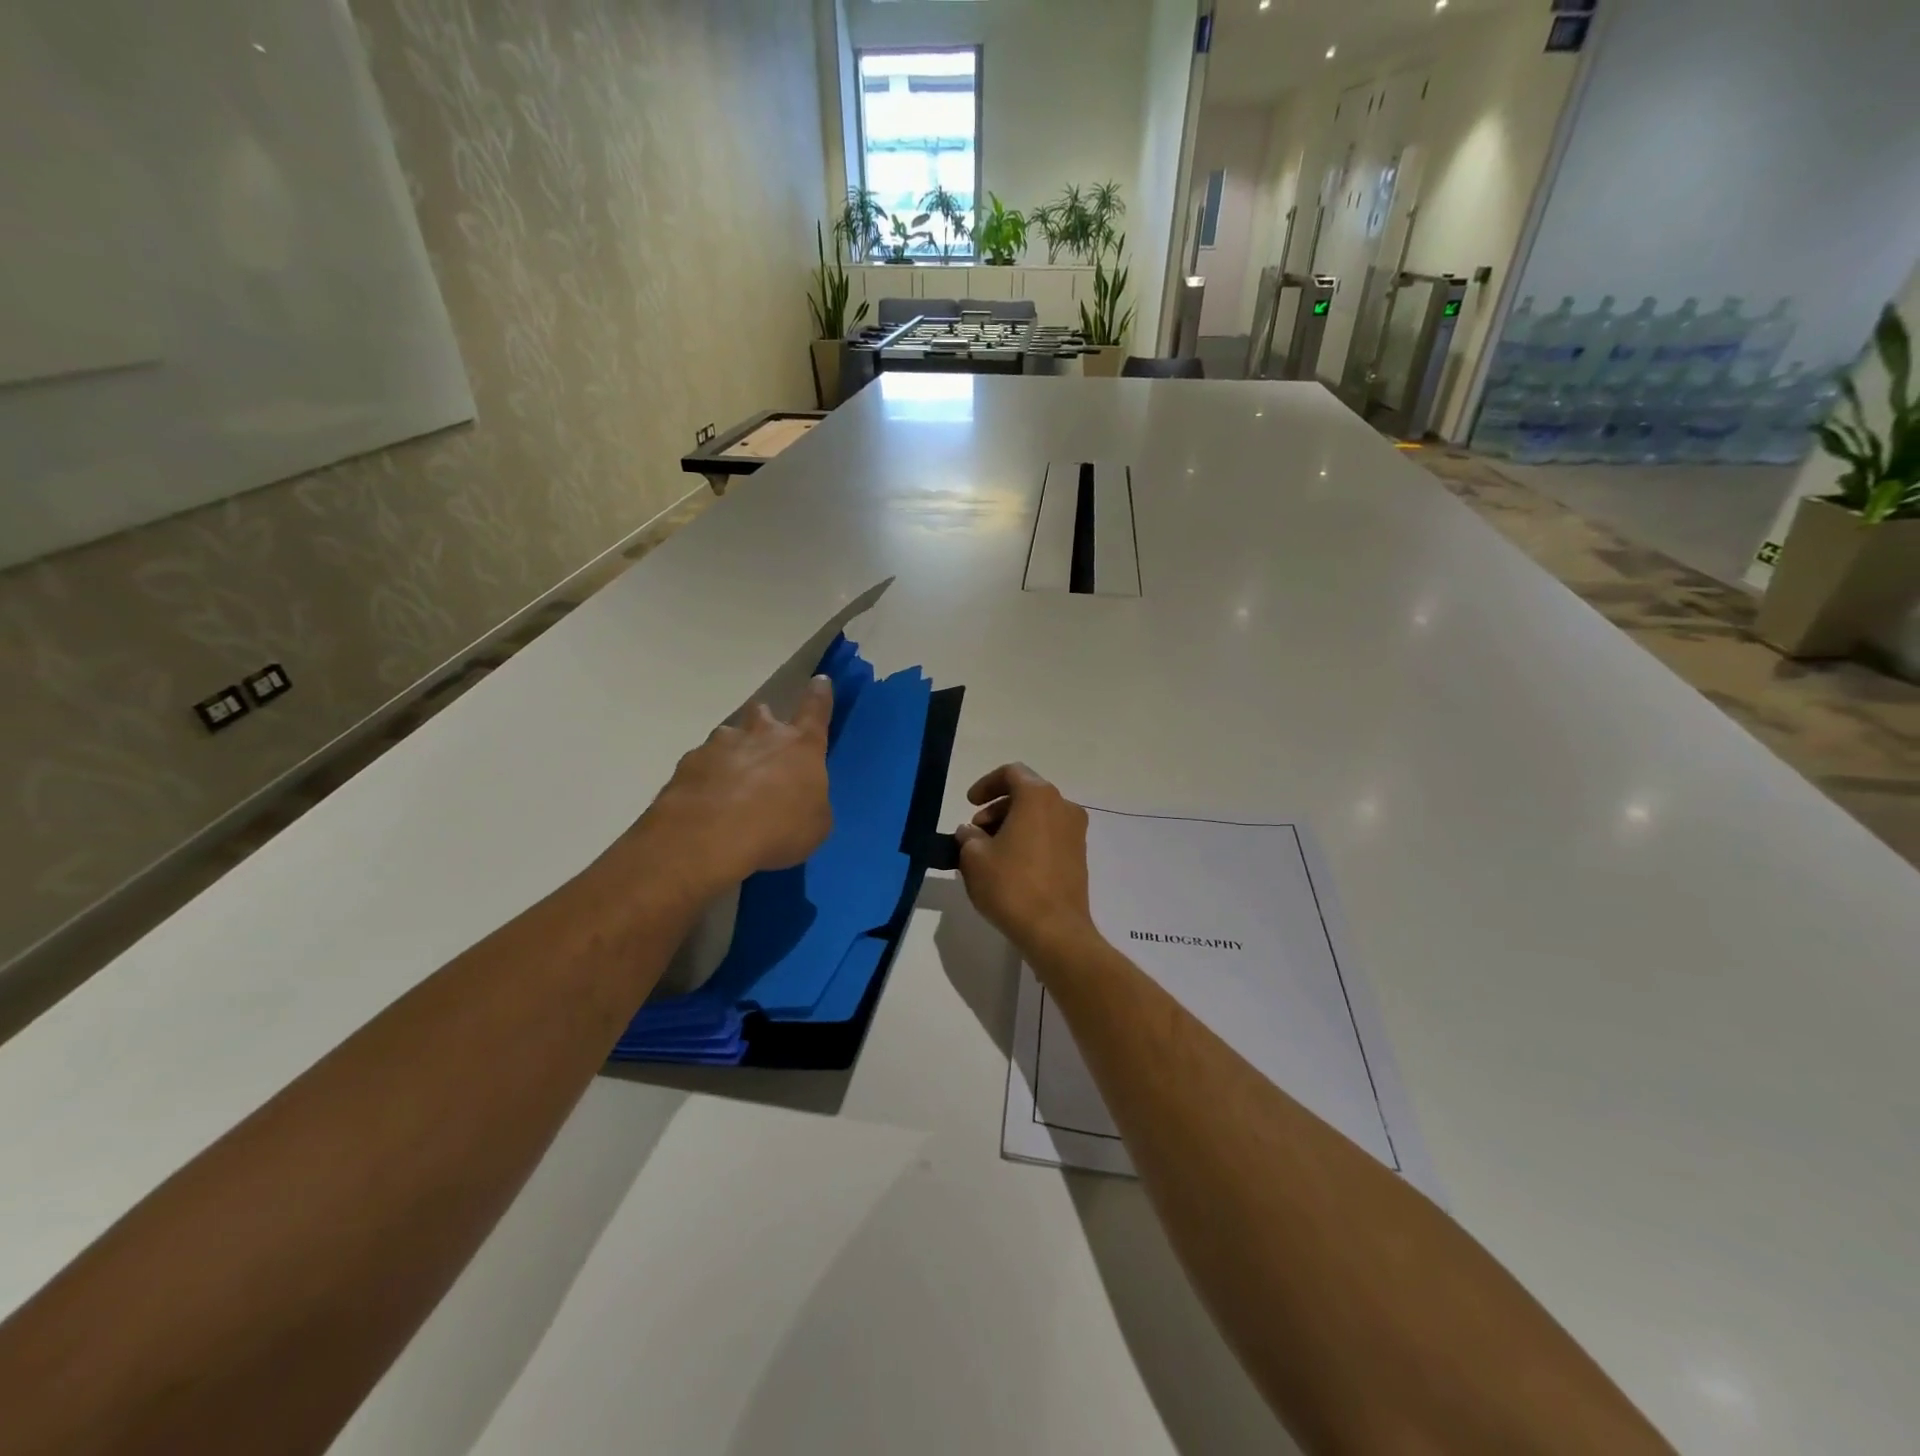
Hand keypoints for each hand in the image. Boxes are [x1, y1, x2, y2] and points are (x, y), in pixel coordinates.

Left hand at [635, 676, 834, 887]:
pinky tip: (705, 805)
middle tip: (763, 748)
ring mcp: (720, 745)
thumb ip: (810, 803)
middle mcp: (761, 735)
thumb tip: (800, 799)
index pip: (816, 709)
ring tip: (730, 788)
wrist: (708, 838)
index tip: (820, 680)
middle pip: (763, 712)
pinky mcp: (688, 763)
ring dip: (732, 755)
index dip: (819, 694)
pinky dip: (706, 779)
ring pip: (728, 738)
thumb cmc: (778, 830)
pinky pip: (701, 765)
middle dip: (764, 723)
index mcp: (801, 746)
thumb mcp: (814, 825)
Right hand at [954, 764, 1094, 960]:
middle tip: (975, 831)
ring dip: (1012, 824)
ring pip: (1038, 815)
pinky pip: (1049, 835)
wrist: (1055, 930)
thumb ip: (967, 836)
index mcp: (1038, 797)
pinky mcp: (1079, 856)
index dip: (986, 784)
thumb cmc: (1011, 885)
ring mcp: (1075, 832)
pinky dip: (1028, 839)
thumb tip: (970, 832)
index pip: (1011, 773)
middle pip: (1026, 793)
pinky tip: (1010, 865)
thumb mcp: (974, 858)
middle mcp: (1063, 807)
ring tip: (989, 852)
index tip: (970, 803)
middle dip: (997, 807)